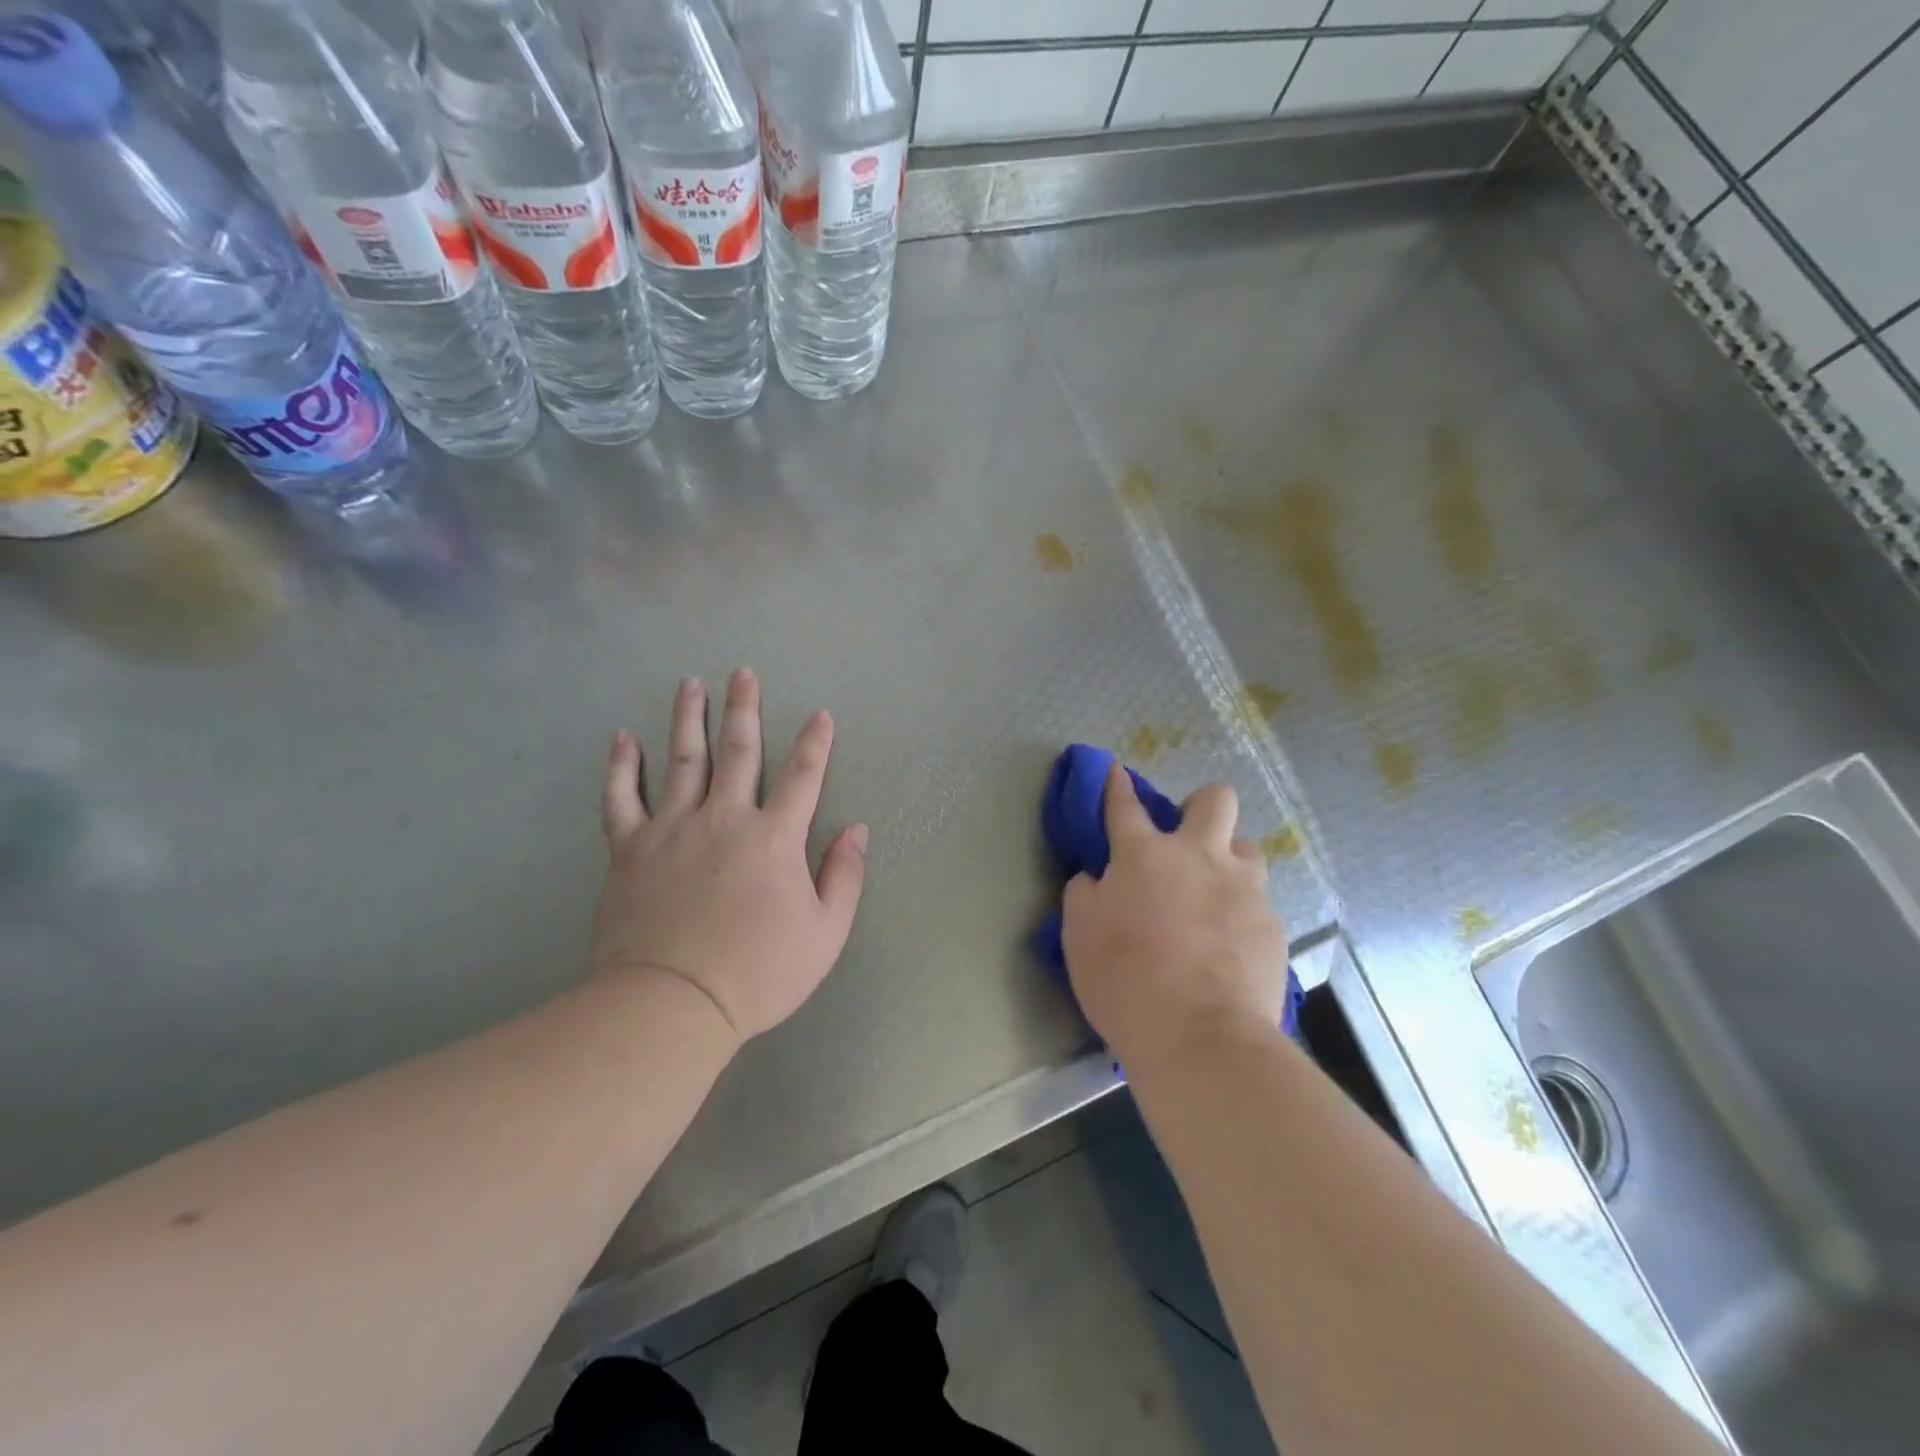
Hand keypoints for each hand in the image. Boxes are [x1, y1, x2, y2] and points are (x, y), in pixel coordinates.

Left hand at [591, 670, 867, 1047]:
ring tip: (690, 684)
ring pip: (681, 759)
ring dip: (687, 718)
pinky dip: (621, 766)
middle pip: (737, 751)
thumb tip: (856, 829)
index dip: (815, 743)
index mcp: (774, 838)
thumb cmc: (758, 972)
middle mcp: (724, 818)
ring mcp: (672, 829)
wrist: (673, 1003)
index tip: (819, 715)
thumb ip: (844, 876)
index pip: (802, 776)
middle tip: (742, 672)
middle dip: (743, 709)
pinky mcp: (630, 849)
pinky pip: (621, 797)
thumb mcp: (825, 933)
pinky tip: (623, 737)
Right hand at [1061, 768, 1288, 1071]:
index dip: (1117, 785)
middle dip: (1200, 806)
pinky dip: (1242, 913)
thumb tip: (1096, 877)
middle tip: (1187, 839)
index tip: (1117, 773)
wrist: (1200, 1037)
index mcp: (1144, 855)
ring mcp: (1243, 888)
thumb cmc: (1125, 982)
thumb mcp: (1079, 936)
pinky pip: (1259, 902)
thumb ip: (1085, 894)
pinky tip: (1231, 947)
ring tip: (1216, 895)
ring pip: (1247, 848)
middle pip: (1214, 800)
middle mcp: (1199, 857)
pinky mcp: (1272, 924)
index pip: (1125, 805)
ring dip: (1229, 861)